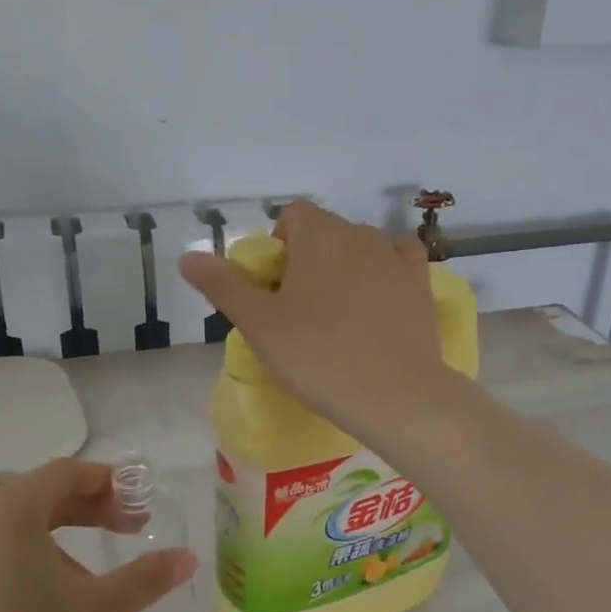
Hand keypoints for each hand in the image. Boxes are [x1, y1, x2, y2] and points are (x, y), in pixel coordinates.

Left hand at [0, 459, 196, 611]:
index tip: (143, 509)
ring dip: (70, 550)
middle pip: (46, 498)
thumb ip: (145, 580)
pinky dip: (38, 570)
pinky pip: (2, 561)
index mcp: (13, 509)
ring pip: (25, 534)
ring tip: (102, 594)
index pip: (69, 473)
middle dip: (95, 514)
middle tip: (134, 533)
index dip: (113, 484)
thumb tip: (189, 558)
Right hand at [178, 200, 452, 437]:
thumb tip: (188, 256)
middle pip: (325, 232)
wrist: (394, 395)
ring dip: (345, 267)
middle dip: (308, 259)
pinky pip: (399, 262)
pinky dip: (384, 273)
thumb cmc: (317, 356)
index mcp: (318, 234)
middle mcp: (360, 233)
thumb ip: (222, 285)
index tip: (273, 290)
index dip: (277, 248)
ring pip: (361, 247)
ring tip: (339, 315)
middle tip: (298, 311)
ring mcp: (396, 258)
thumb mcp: (258, 324)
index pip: (291, 216)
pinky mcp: (422, 284)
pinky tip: (378, 302)